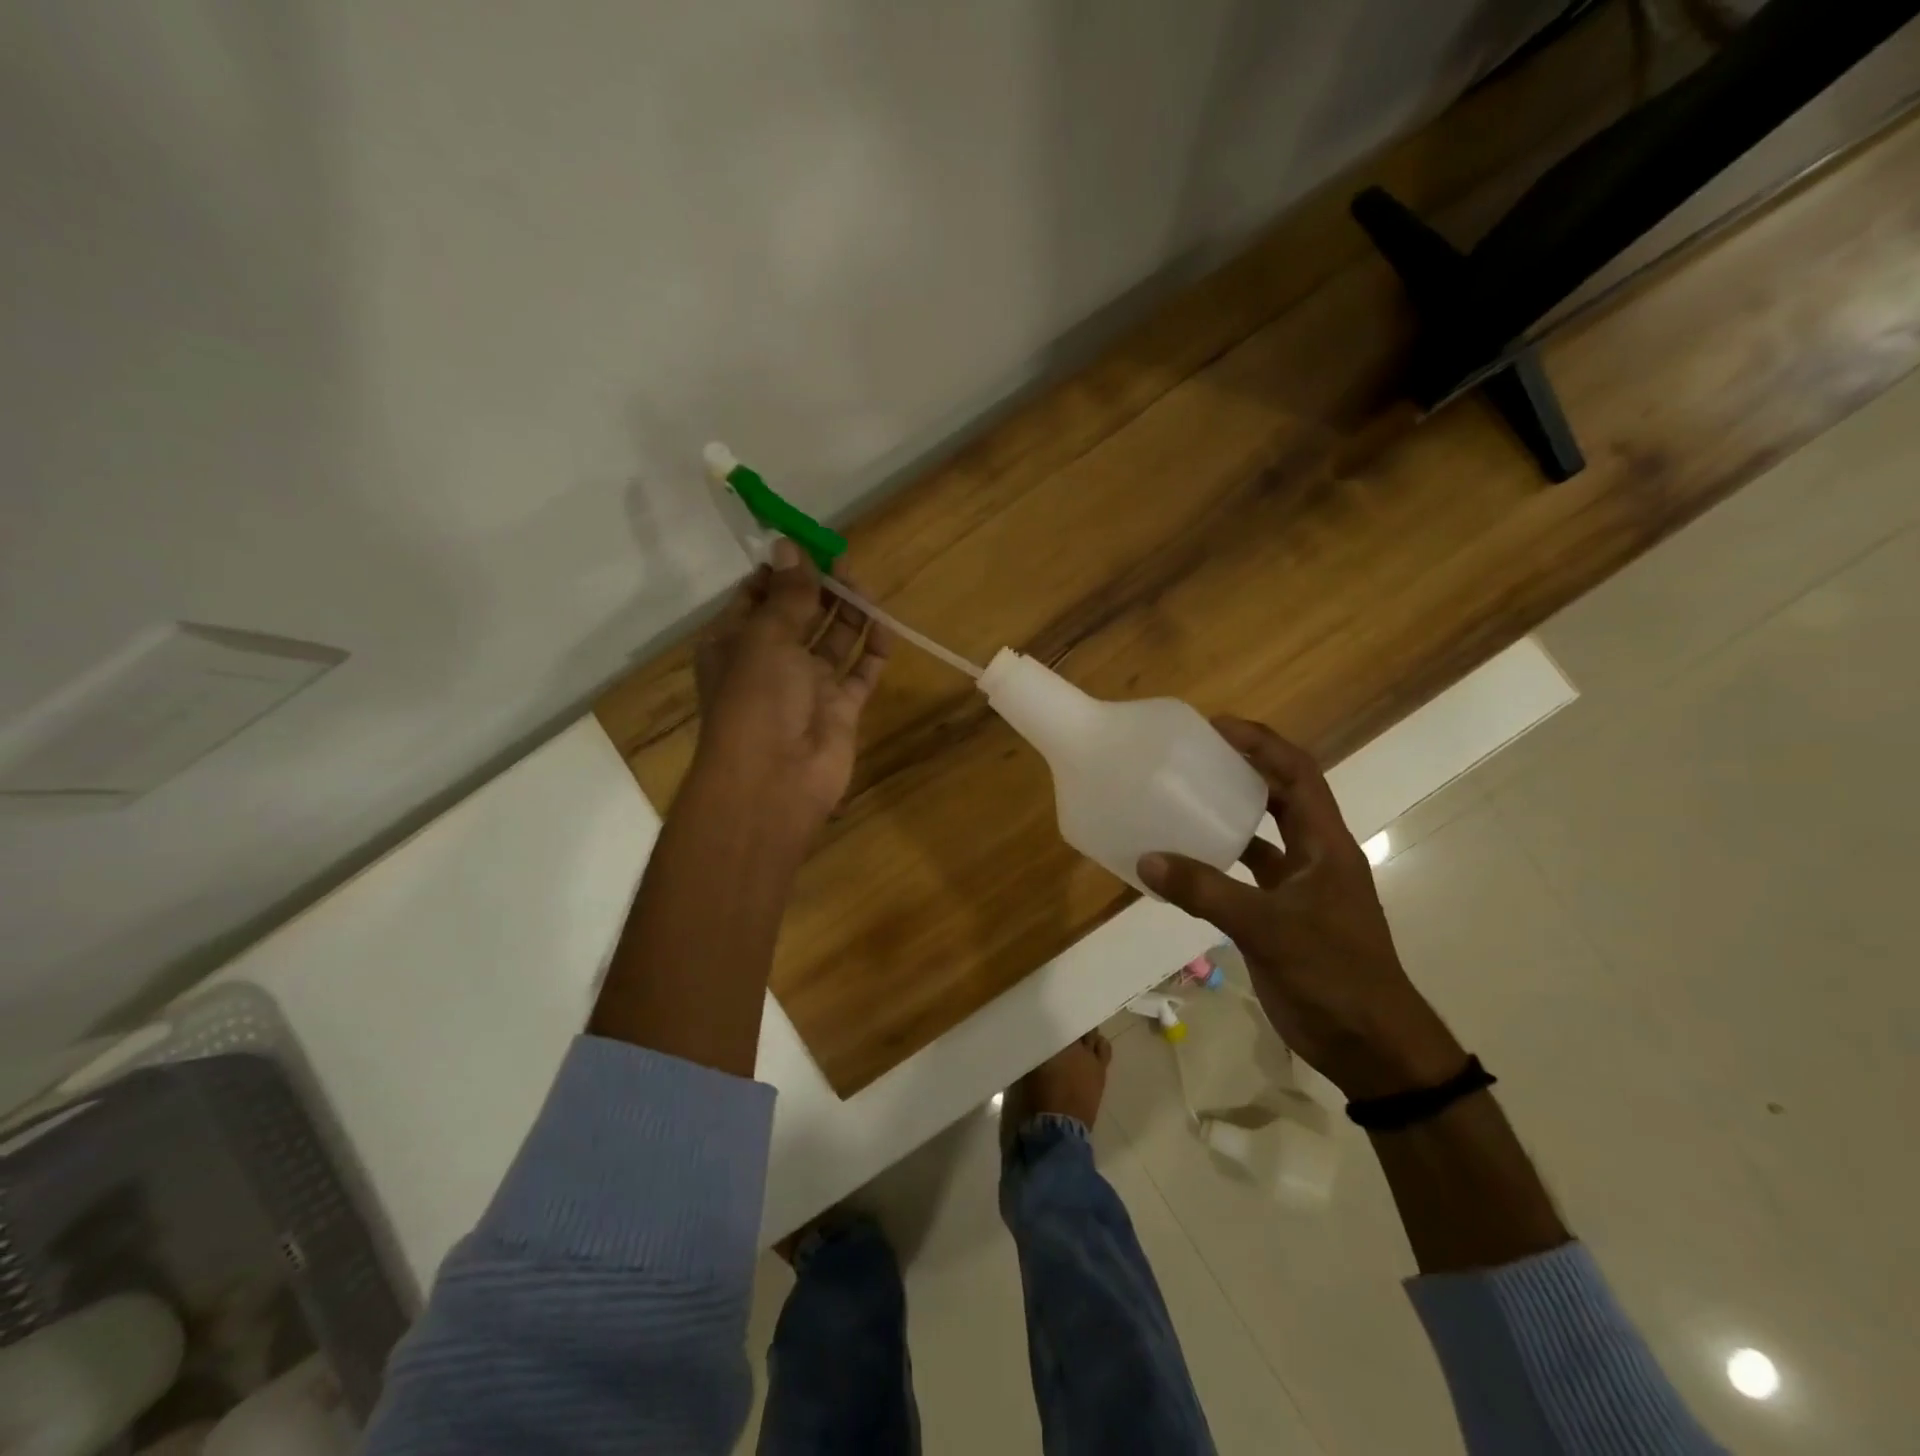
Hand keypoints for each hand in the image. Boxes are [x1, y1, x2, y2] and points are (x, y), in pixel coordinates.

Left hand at [691, 538, 891, 845]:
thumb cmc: (757, 699)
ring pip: (832, 641)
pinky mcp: (840, 709)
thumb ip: (787, 594)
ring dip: (848, 614)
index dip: (781, 572)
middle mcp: (770, 662)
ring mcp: (807, 687)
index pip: (756, 597)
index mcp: (735, 643)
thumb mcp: (766, 636)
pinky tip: (885, 628)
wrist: (775, 780)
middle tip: (845, 564)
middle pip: (799, 615)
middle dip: (820, 589)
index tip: (807, 546)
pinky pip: (859, 673)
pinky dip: (873, 651)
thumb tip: (788, 545)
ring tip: (865, 589)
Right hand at [1137, 719, 1463, 1099]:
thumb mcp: (1268, 928)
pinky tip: (1181, 867)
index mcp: (1325, 845)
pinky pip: (1244, 878)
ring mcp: (1299, 889)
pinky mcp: (1282, 918)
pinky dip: (1215, 866)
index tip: (1216, 726)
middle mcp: (1314, 857)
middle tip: (1193, 757)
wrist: (1371, 1045)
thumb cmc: (1334, 974)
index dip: (1261, 744)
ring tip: (1181, 801)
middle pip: (1280, 797)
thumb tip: (1147, 860)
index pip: (1297, 774)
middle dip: (1243, 771)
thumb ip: (1206, 892)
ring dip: (1227, 817)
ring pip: (1260, 838)